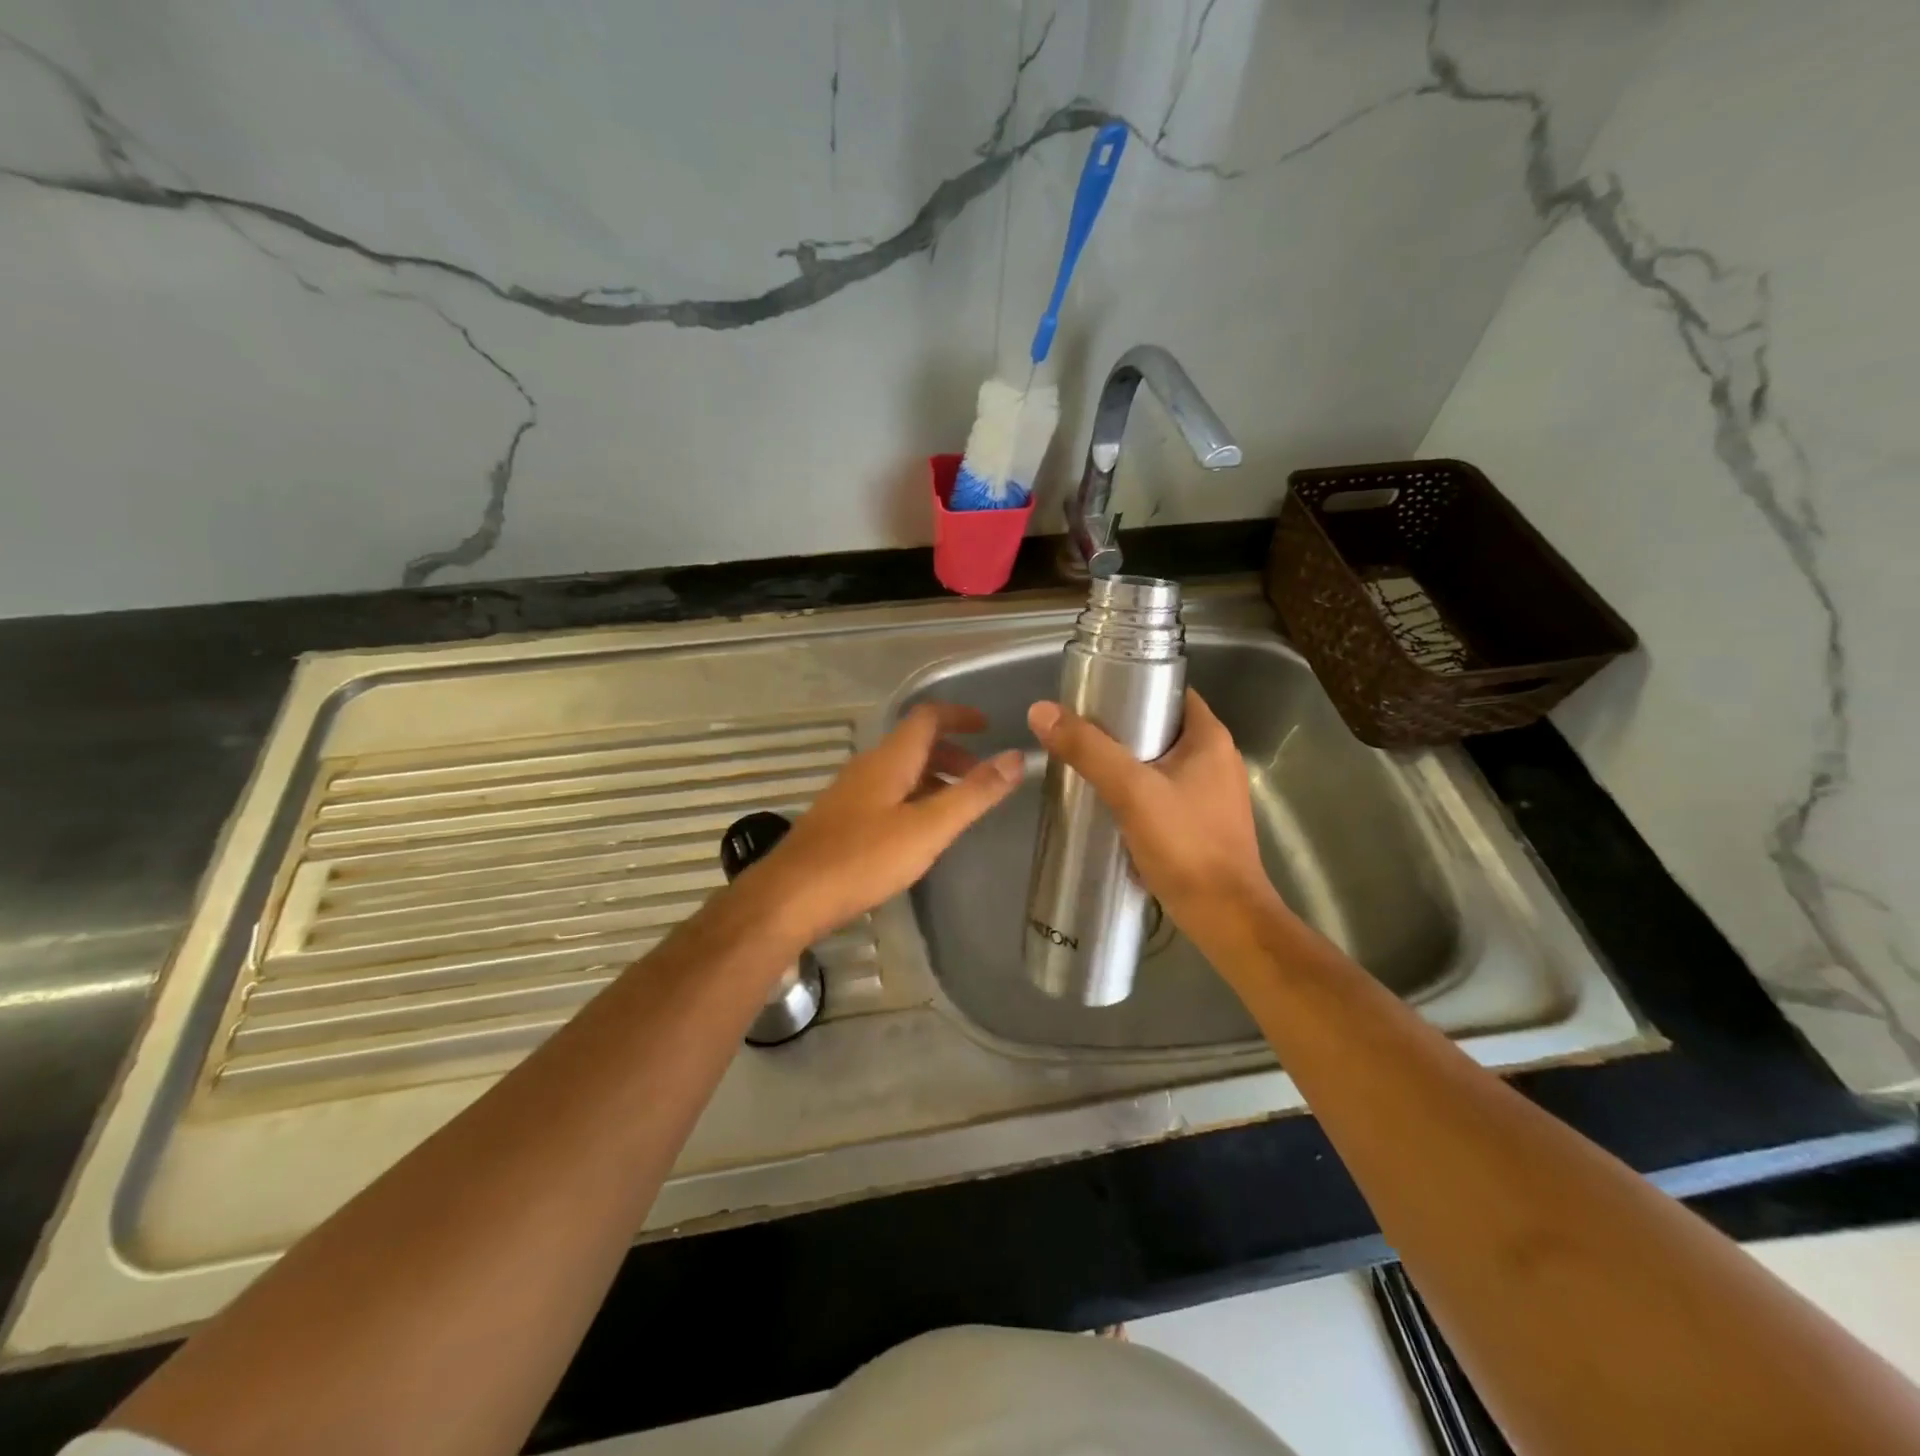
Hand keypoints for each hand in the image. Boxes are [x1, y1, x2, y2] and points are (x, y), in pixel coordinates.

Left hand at [749, 703, 1022, 944]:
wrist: (791, 896)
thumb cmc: (864, 859)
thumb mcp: (929, 828)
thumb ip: (974, 794)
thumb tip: (1017, 757)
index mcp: (890, 759)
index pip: (927, 717)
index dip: (959, 715)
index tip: (988, 726)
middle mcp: (867, 766)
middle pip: (913, 743)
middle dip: (951, 752)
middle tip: (980, 775)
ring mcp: (849, 792)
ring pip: (899, 770)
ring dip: (932, 777)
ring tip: (956, 805)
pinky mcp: (840, 818)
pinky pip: (885, 793)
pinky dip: (912, 797)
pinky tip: (918, 831)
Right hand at [1026, 689, 1281, 934]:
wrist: (1224, 917)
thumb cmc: (1185, 844)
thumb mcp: (1131, 791)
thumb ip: (1088, 750)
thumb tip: (1041, 711)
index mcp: (1211, 739)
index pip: (1171, 692)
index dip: (1134, 686)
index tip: (1094, 696)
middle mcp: (1218, 760)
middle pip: (1162, 728)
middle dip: (1122, 729)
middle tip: (1079, 734)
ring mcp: (1214, 795)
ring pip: (1161, 764)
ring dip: (1127, 764)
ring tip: (1085, 767)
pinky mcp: (1204, 824)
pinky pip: (1165, 794)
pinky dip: (1138, 793)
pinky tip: (1108, 805)